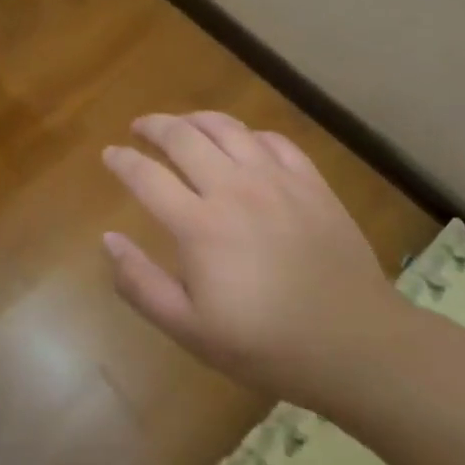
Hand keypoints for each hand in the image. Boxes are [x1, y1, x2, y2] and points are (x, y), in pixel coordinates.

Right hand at [101, 111, 411, 406]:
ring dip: (195, 119)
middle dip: (153, 126)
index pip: (146, 176)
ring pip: (226, 128)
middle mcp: (233, 188)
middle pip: (182, 136)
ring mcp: (276, 180)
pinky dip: (247, 134)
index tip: (109, 154)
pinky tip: (242, 142)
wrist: (355, 345)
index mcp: (198, 225)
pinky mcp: (310, 182)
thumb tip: (109, 239)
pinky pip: (272, 140)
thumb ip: (141, 284)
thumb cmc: (265, 344)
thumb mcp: (190, 330)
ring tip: (182, 124)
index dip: (121, 160)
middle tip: (139, 128)